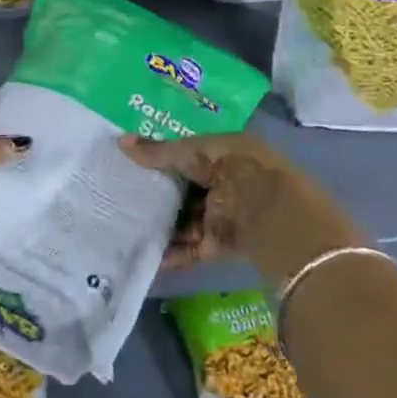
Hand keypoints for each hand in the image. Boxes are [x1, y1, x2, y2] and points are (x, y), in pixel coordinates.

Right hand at [119, 130, 362, 283]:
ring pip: (185, 219)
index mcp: (224, 152)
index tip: (131, 163)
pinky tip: (147, 255)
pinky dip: (172, 253)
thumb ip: (159, 152)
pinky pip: (191, 247)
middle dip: (158, 194)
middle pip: (184, 188)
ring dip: (162, 224)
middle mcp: (223, 182)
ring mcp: (222, 214)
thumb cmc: (238, 170)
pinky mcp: (220, 245)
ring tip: (126, 225)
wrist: (276, 217)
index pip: (187, 153)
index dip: (161, 157)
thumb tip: (120, 142)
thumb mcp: (196, 153)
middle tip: (121, 195)